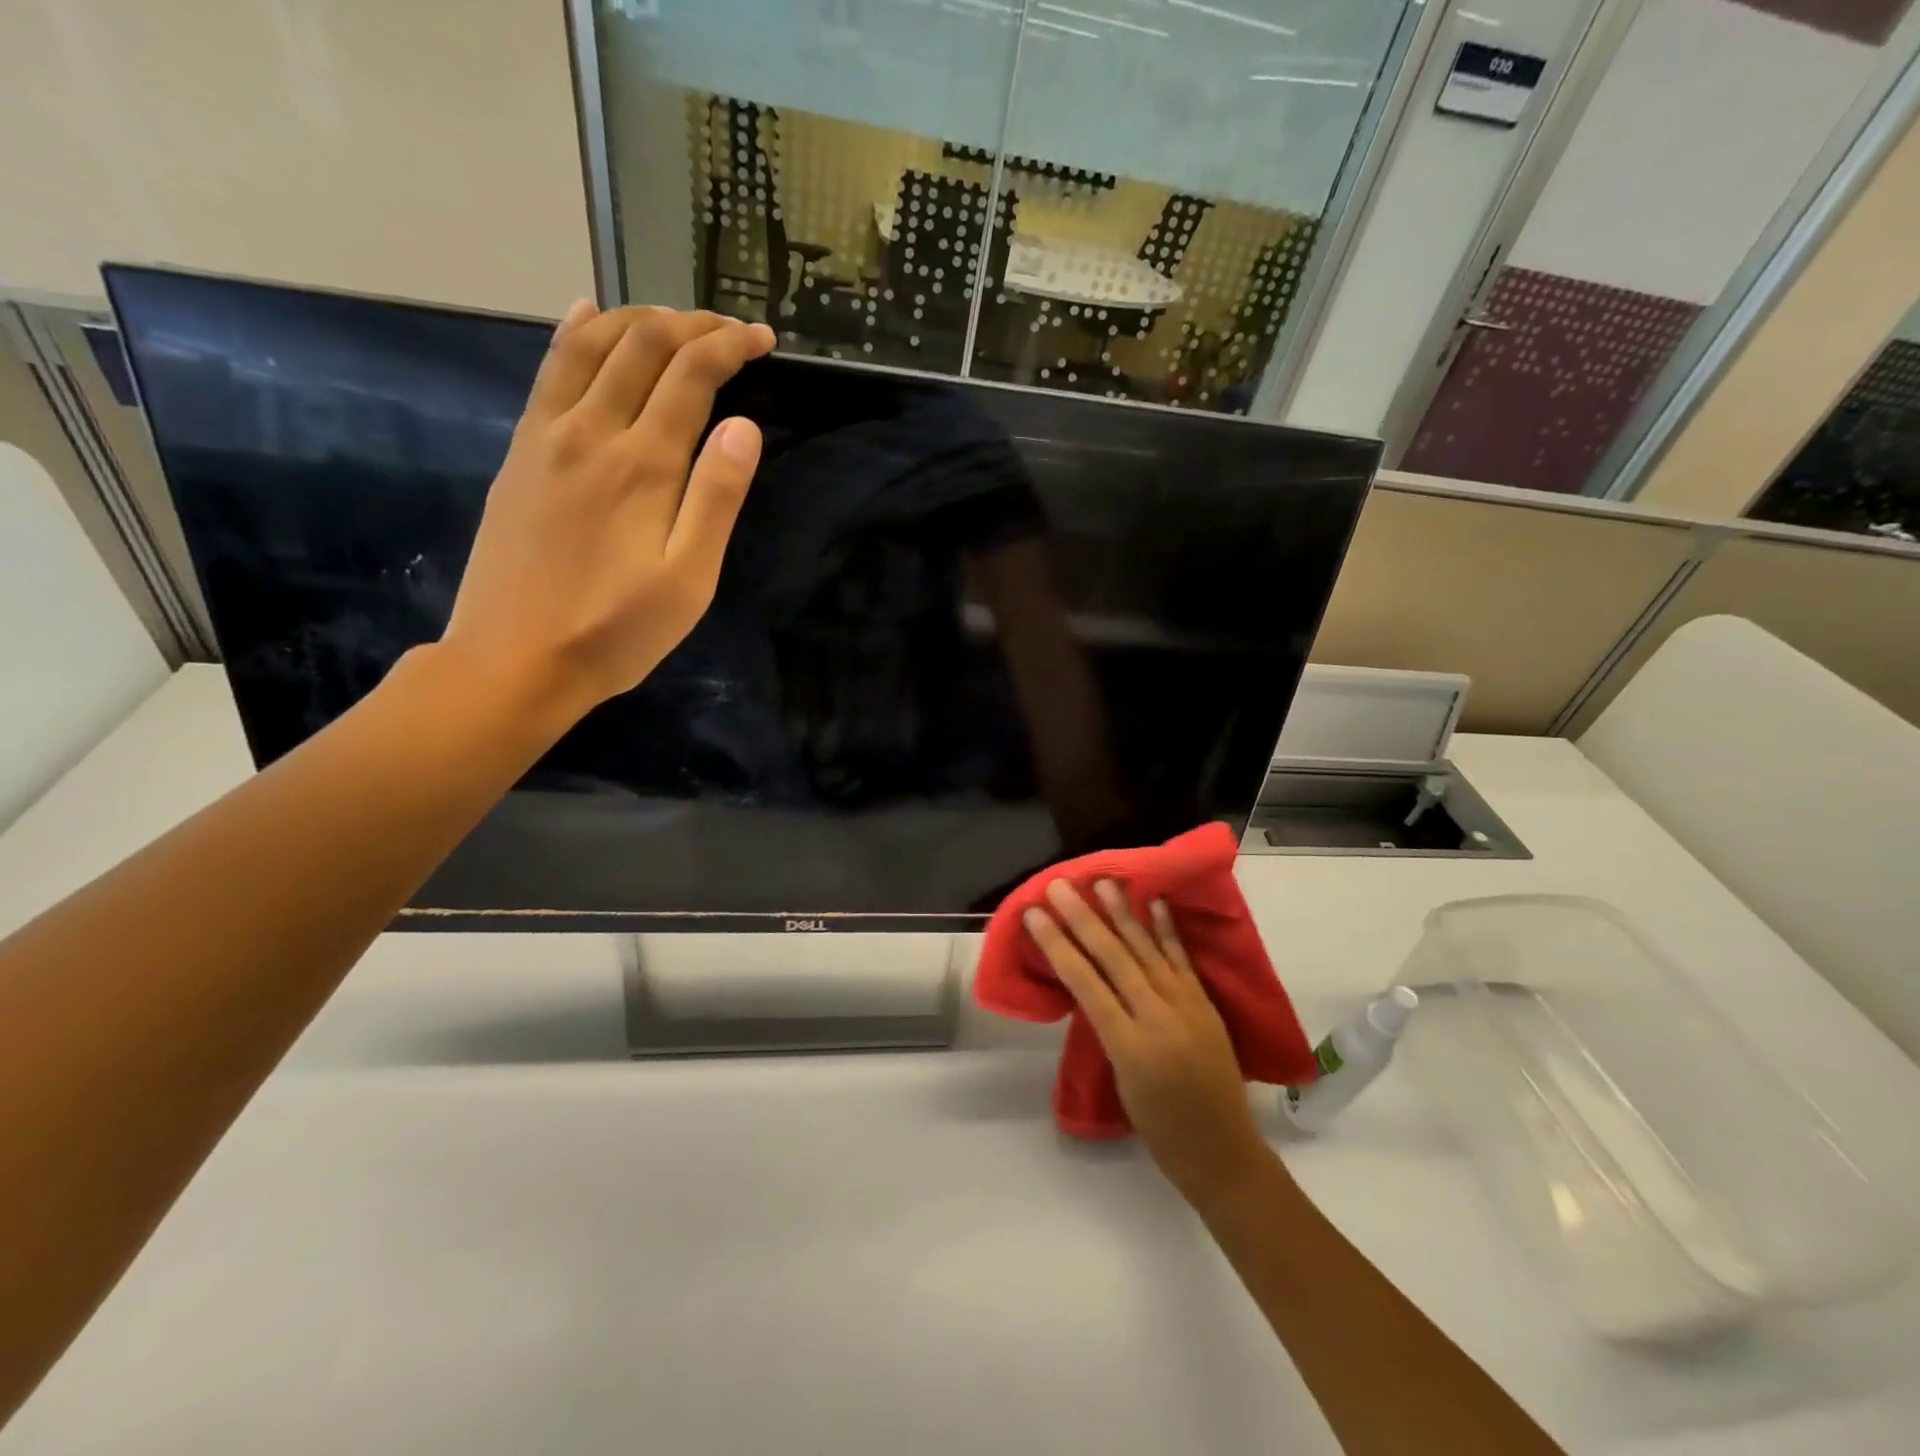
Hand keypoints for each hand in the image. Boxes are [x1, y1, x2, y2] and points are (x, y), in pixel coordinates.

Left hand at [439, 301, 776, 726]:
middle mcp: (593, 432)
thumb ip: (716, 499)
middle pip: (643, 345)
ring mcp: (547, 436)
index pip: (691, 374)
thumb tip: (743, 427)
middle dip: (693, 324)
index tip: (763, 339)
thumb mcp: (688, 580)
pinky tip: (588, 317)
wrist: (515, 660)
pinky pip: (549, 371)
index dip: (731, 346)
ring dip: (638, 318)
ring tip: (674, 320)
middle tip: (730, 330)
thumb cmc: (617, 631)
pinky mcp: (521, 452)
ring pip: (591, 344)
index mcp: (644, 464)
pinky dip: (576, 333)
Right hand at [1024, 881, 1271, 1206]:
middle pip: (1113, 957)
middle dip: (1083, 918)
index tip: (1035, 915)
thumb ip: (1108, 1030)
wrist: (1223, 1152)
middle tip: (1060, 886)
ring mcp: (1186, 1006)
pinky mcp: (1205, 1003)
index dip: (1057, 945)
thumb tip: (1092, 986)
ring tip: (1103, 882)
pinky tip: (1155, 903)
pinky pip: (1182, 959)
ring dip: (1123, 912)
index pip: (1085, 983)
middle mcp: (1158, 1018)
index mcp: (1129, 1046)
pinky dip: (1167, 929)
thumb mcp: (1120, 1081)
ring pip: (1147, 950)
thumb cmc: (1161, 1129)